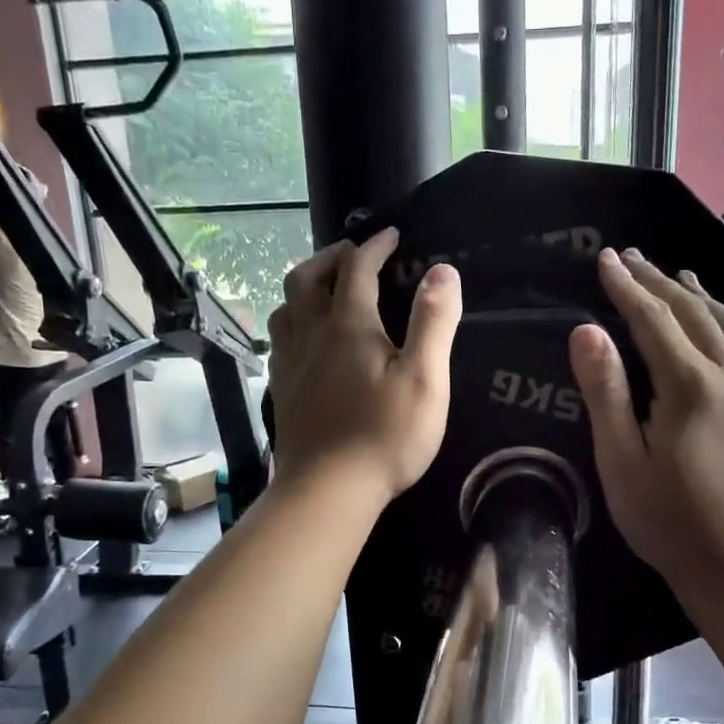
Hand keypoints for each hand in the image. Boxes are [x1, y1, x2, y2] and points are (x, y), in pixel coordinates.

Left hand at [266, 228, 461, 507]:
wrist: (328, 489)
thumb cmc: (384, 435)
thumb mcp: (424, 378)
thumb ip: (434, 321)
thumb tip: (443, 271)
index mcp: (348, 326)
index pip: (357, 269)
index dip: (374, 246)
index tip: (391, 234)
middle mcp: (310, 335)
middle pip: (306, 279)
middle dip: (330, 258)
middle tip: (351, 254)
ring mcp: (290, 364)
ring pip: (285, 308)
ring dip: (304, 287)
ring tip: (324, 289)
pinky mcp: (281, 391)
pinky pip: (280, 340)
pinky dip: (293, 322)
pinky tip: (305, 340)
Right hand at [570, 248, 723, 597]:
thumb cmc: (669, 520)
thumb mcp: (622, 461)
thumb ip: (606, 392)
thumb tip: (586, 330)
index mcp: (688, 386)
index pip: (652, 319)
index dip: (626, 286)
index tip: (605, 258)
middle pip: (693, 314)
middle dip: (659, 282)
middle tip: (632, 258)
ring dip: (702, 297)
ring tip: (681, 277)